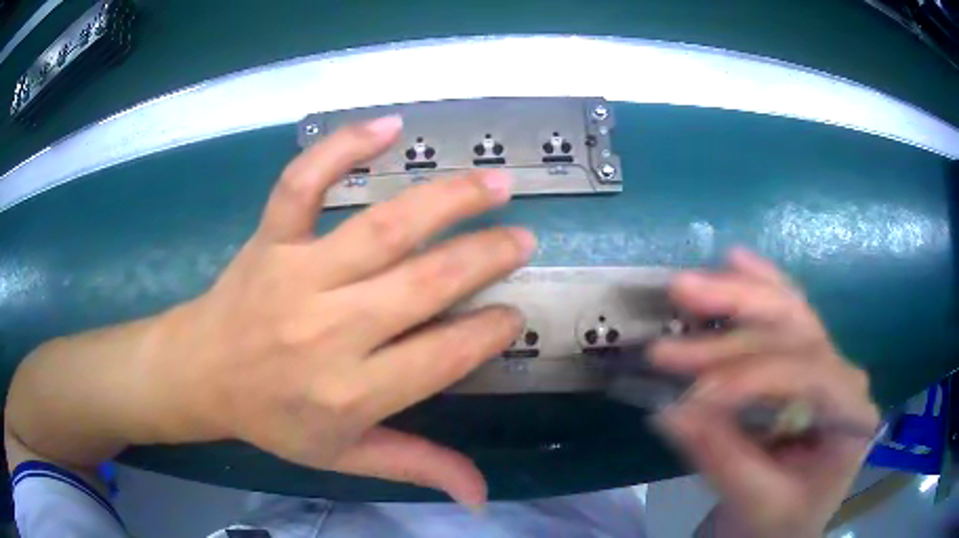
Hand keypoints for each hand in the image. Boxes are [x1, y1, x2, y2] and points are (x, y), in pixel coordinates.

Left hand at [140, 116, 534, 505]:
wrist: (201, 373)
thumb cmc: (273, 418)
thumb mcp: (345, 457)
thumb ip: (416, 467)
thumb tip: (481, 495)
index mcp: (351, 393)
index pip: (442, 357)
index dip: (487, 333)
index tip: (512, 314)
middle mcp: (329, 331)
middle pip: (423, 285)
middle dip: (484, 257)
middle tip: (523, 238)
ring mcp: (296, 274)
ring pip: (381, 229)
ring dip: (446, 200)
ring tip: (494, 182)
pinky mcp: (270, 238)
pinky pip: (304, 183)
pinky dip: (342, 148)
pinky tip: (388, 124)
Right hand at [649, 248, 878, 537]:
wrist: (784, 528)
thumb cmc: (779, 524)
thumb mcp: (756, 503)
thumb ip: (722, 458)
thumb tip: (670, 412)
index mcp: (852, 415)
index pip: (808, 375)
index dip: (750, 376)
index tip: (693, 392)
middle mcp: (845, 377)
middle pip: (798, 329)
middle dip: (738, 316)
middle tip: (680, 302)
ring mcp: (828, 364)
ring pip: (790, 312)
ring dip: (739, 294)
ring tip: (691, 284)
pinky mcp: (805, 363)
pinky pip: (786, 315)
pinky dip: (759, 287)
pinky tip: (735, 260)